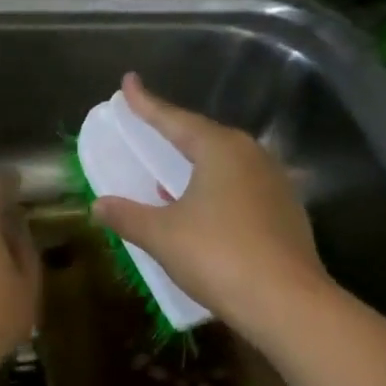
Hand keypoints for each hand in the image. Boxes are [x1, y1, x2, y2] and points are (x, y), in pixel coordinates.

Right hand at [92, 74, 329, 343]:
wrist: (287, 302)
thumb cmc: (217, 256)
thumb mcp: (162, 235)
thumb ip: (127, 216)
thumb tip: (98, 205)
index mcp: (220, 149)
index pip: (174, 119)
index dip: (146, 103)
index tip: (128, 83)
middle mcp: (252, 156)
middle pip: (204, 137)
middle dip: (173, 132)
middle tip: (148, 127)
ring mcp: (275, 183)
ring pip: (226, 163)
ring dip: (195, 165)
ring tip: (170, 170)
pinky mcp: (286, 212)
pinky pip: (241, 188)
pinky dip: (215, 190)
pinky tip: (203, 207)